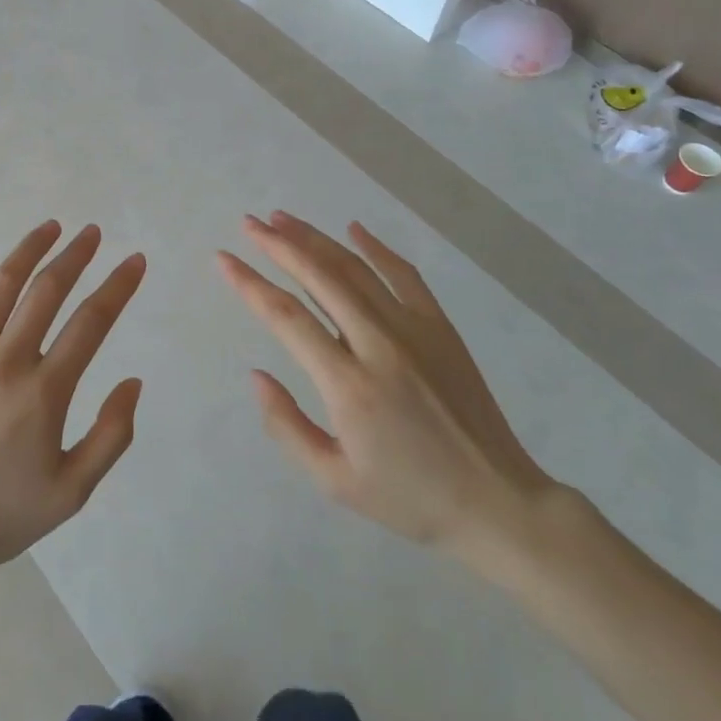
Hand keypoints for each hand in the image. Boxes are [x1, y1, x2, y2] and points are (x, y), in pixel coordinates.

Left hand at [0, 221, 145, 586]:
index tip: (135, 261)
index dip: (118, 286)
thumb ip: (112, 435)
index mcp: (43, 393)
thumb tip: (132, 380)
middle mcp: (3, 363)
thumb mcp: (73, 491)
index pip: (91, 322)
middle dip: (76, 255)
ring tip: (50, 228)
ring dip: (28, 250)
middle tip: (92, 233)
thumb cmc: (3, 515)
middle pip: (46, 291)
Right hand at [217, 213, 555, 563]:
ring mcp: (415, 330)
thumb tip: (257, 375)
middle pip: (319, 277)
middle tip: (248, 224)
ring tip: (282, 218)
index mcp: (349, 385)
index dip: (249, 283)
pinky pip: (404, 275)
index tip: (223, 260)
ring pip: (355, 268)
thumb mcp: (334, 481)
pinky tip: (352, 229)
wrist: (497, 502)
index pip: (286, 317)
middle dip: (278, 245)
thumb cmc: (409, 497)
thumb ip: (287, 426)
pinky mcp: (440, 327)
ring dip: (316, 239)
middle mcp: (379, 344)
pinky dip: (376, 248)